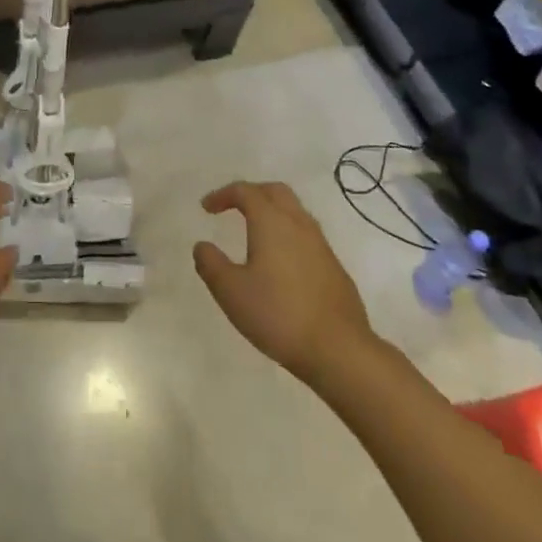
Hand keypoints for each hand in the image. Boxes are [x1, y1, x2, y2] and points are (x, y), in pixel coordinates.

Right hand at [195, 181, 377, 384]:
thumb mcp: (231, 291)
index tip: (206, 208)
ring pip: (295, 212)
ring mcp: (321, 245)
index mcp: (271, 222)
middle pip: (275, 191)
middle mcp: (298, 224)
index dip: (223, 194)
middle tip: (233, 207)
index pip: (245, 191)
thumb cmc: (278, 314)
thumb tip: (202, 246)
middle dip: (251, 193)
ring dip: (272, 212)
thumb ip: (211, 264)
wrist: (339, 350)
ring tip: (255, 232)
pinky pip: (307, 235)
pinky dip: (288, 234)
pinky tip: (280, 262)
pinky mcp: (334, 267)